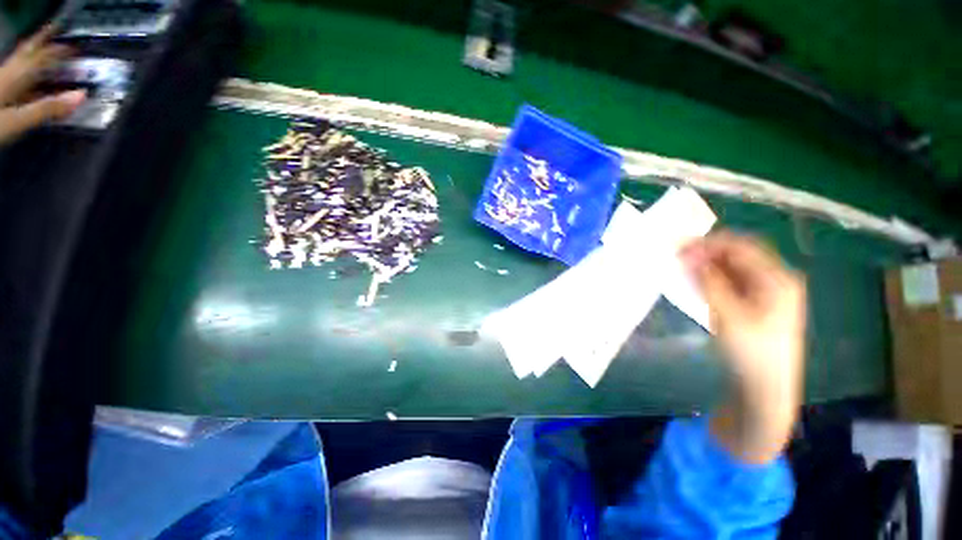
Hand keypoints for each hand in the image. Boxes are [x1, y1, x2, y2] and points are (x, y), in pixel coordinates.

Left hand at [0, 25, 85, 145]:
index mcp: (18, 76)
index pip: (44, 57)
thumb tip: (82, 96)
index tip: (78, 48)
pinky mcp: (0, 91)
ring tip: (45, 51)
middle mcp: (9, 73)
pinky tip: (30, 78)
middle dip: (44, 43)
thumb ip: (49, 108)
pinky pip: (15, 75)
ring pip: (21, 61)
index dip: (62, 51)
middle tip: (58, 34)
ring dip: (35, 55)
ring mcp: (2, 81)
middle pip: (29, 53)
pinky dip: (26, 72)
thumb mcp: (20, 120)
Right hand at [681, 232, 806, 462]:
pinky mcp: (757, 304)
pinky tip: (696, 282)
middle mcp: (776, 280)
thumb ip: (708, 281)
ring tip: (682, 268)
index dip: (709, 244)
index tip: (678, 247)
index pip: (741, 247)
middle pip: (739, 255)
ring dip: (708, 265)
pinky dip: (713, 278)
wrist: (765, 388)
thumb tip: (688, 255)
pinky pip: (733, 281)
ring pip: (734, 268)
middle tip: (677, 257)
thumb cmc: (750, 352)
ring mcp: (768, 292)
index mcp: (777, 279)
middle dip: (707, 252)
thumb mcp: (727, 313)